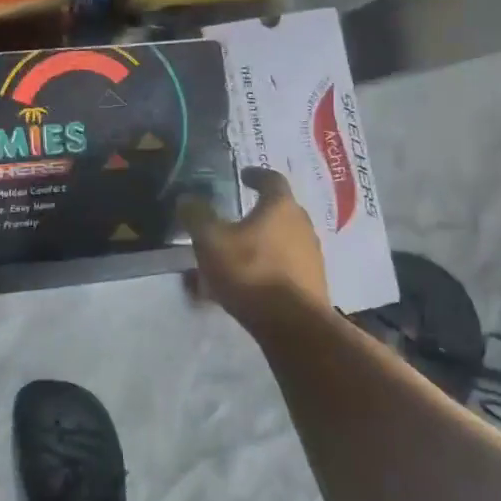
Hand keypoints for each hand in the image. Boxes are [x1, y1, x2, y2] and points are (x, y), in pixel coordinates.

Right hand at [179, 168, 329, 324]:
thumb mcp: (212, 242)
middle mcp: (302, 225)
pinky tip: (250, 282)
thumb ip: (197, 217)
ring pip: (283, 240)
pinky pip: (286, 266)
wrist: (294, 326)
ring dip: (263, 242)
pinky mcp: (313, 283)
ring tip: (239, 253)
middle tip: (237, 217)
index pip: (272, 179)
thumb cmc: (251, 273)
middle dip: (259, 211)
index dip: (256, 175)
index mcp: (281, 207)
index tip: (244, 175)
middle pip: (281, 210)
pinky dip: (269, 266)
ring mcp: (312, 256)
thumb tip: (187, 199)